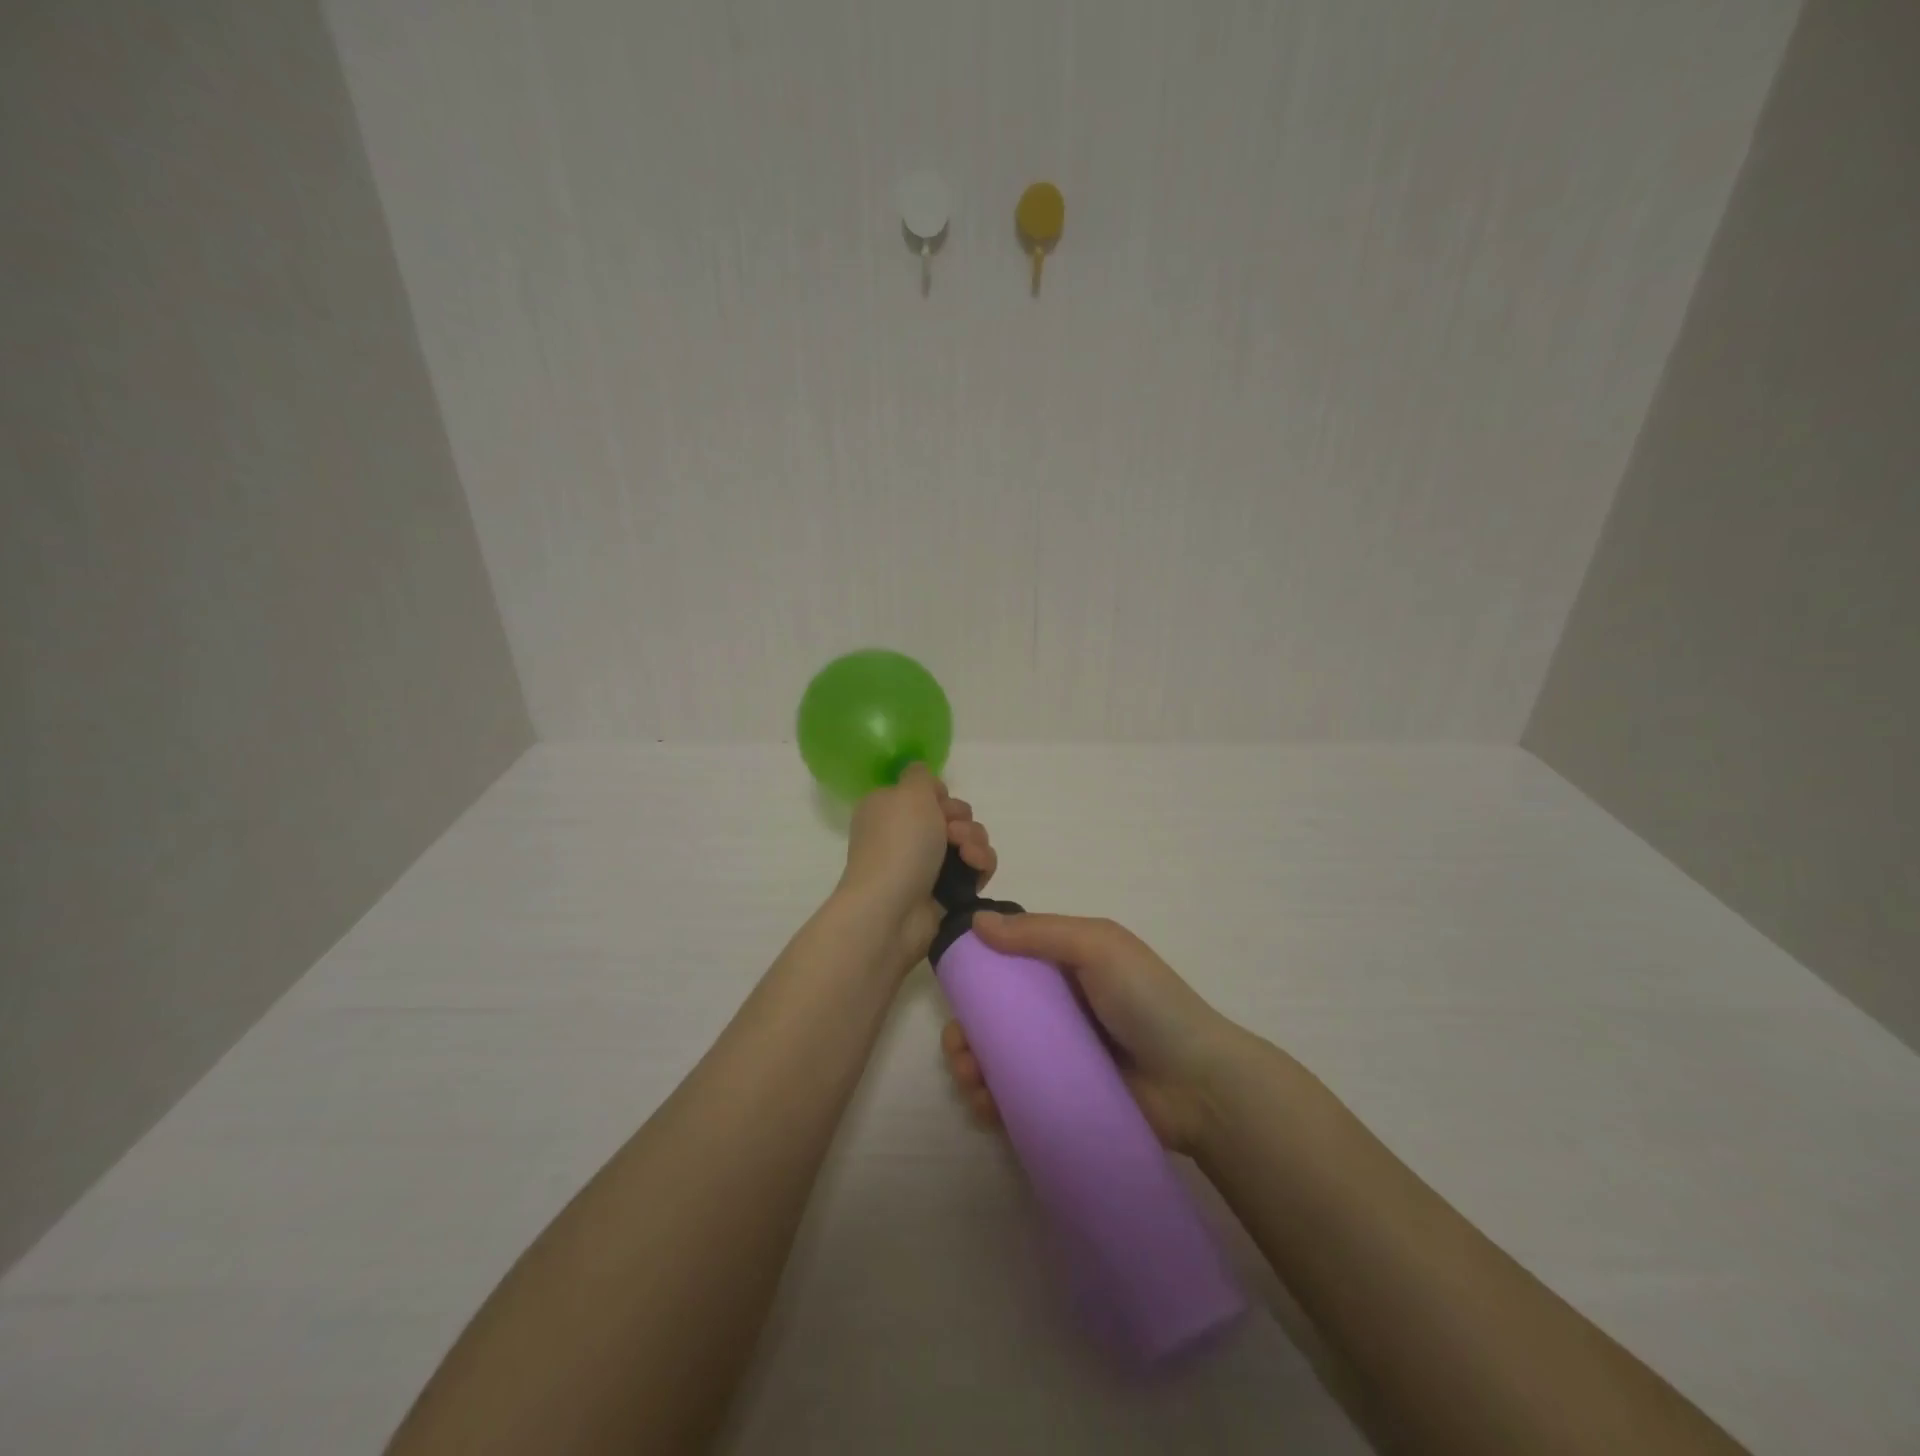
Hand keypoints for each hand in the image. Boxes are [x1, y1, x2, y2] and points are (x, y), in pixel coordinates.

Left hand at [838, 763, 995, 975]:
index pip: (926, 793)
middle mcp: (906, 835)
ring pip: (969, 840)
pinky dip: (980, 864)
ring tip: (966, 854)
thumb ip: (920, 775)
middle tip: (952, 832)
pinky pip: (976, 867)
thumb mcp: (909, 792)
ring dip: (975, 840)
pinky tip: (975, 868)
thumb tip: (924, 779)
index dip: (940, 795)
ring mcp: (926, 864)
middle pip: (952, 815)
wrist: (893, 909)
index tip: (939, 802)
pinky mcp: (947, 890)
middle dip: (961, 819)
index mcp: (889, 809)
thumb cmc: (898, 844)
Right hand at [941, 913, 1248, 1154]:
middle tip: (959, 1048)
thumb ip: (1040, 932)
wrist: (1199, 1084)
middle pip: (997, 1016)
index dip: (978, 973)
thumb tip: (977, 923)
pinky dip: (991, 1100)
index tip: (954, 988)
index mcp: (1066, 966)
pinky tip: (983, 1104)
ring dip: (971, 1066)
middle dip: (967, 1029)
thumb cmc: (1148, 1002)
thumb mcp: (1098, 947)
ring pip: (1000, 1059)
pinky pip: (1017, 1097)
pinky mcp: (1063, 1098)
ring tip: (970, 1079)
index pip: (1010, 964)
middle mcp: (1059, 1009)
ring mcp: (1060, 1056)